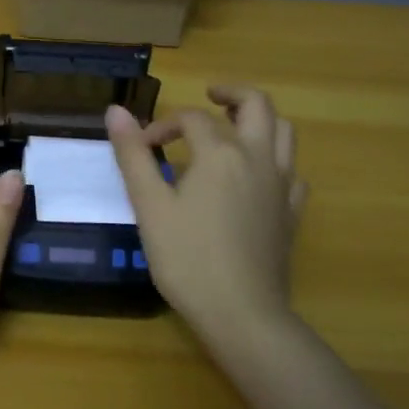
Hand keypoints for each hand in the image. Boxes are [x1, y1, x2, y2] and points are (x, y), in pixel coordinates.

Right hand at [106, 85, 304, 347]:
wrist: (242, 315)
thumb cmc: (188, 258)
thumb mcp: (150, 205)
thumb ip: (133, 155)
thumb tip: (116, 110)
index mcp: (221, 153)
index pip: (192, 119)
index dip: (163, 125)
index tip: (142, 148)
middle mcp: (257, 159)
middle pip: (257, 106)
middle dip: (231, 93)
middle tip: (209, 96)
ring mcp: (281, 186)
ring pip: (284, 133)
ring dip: (260, 120)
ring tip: (234, 126)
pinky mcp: (292, 213)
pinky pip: (292, 172)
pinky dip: (274, 161)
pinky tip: (257, 176)